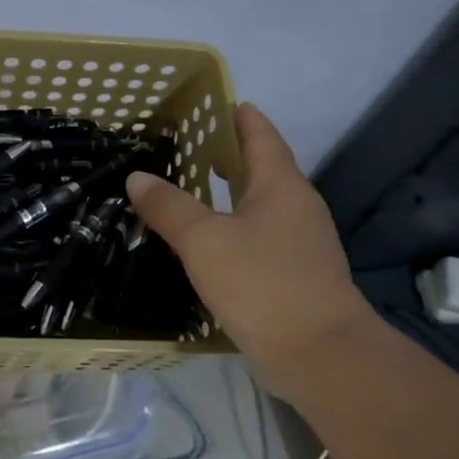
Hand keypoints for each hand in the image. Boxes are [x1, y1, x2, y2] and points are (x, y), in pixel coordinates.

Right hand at [126, 103, 372, 388]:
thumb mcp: (204, 241)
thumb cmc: (263, 284)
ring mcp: (300, 243)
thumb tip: (138, 177)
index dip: (239, 117)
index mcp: (281, 185)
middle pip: (261, 168)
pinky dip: (232, 227)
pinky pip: (258, 236)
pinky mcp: (295, 276)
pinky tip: (207, 241)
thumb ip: (169, 207)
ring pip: (259, 205)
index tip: (215, 102)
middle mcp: (296, 207)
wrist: (321, 356)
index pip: (261, 135)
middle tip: (186, 145)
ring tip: (188, 188)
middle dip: (228, 155)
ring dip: (228, 193)